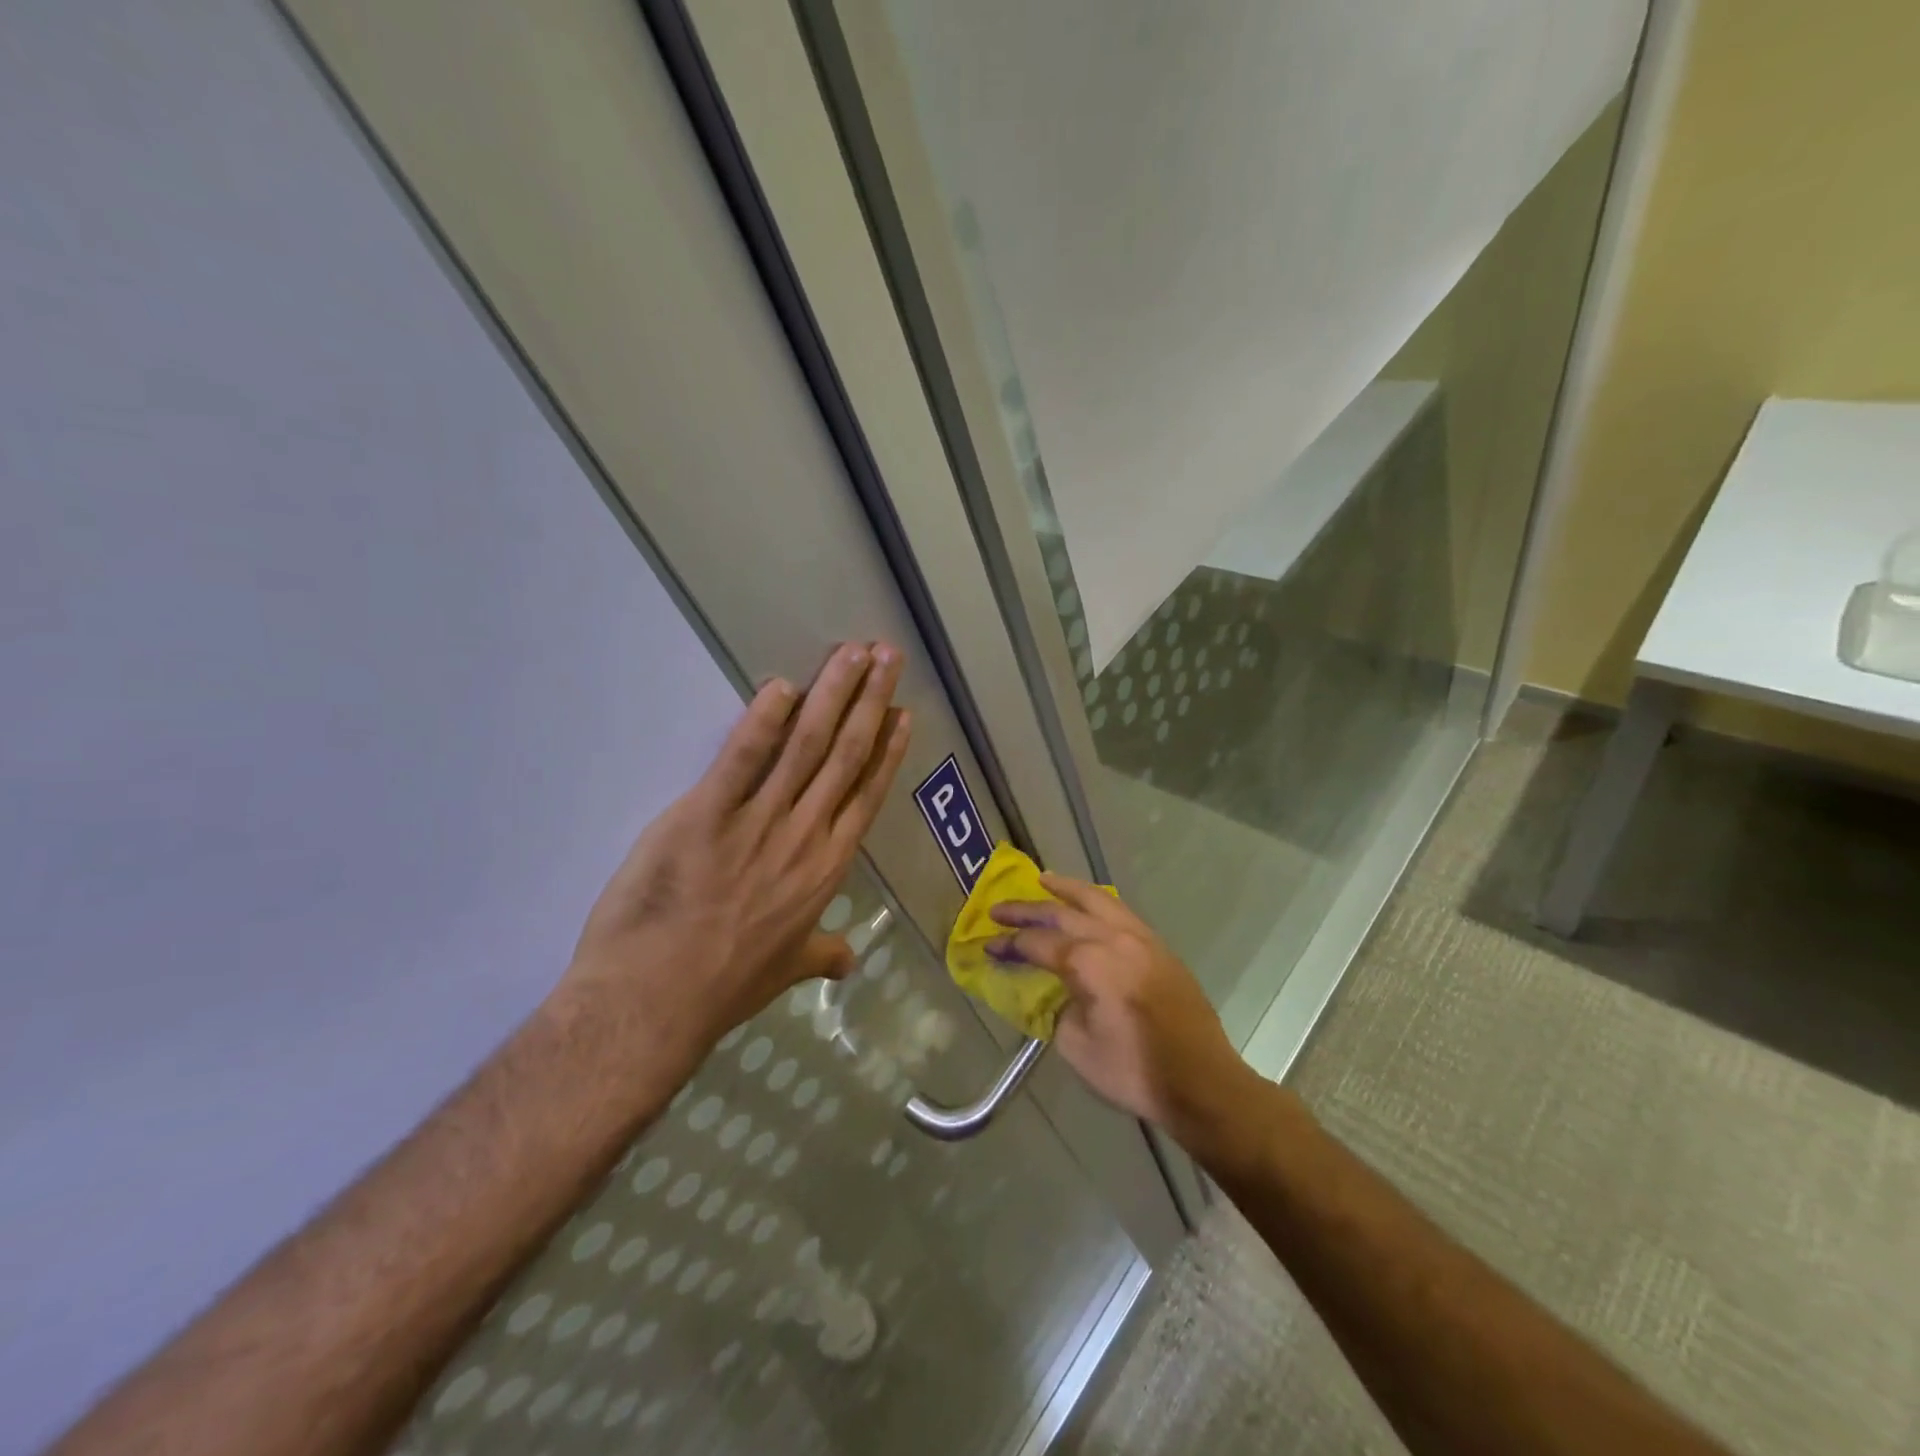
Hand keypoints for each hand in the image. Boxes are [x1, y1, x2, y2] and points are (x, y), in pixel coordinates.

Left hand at [560, 641, 910, 1070]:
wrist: (653, 1005)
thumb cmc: (722, 988)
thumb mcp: (785, 972)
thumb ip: (821, 954)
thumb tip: (849, 961)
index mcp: (826, 869)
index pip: (866, 794)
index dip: (887, 749)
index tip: (901, 712)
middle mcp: (804, 836)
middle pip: (845, 755)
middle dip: (869, 700)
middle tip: (887, 655)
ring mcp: (757, 824)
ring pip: (806, 746)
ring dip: (832, 695)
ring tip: (852, 653)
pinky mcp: (705, 815)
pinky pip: (741, 760)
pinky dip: (762, 720)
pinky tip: (780, 686)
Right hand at [988, 875, 1260, 1155]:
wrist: (1202, 1081)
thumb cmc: (1134, 1071)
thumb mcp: (1077, 1047)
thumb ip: (1058, 1009)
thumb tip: (1057, 991)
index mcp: (1089, 963)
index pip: (1038, 943)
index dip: (1010, 944)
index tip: (989, 946)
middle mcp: (1113, 938)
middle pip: (1062, 913)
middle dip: (1027, 909)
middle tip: (999, 909)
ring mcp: (1141, 938)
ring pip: (1097, 899)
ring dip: (1066, 890)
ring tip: (1043, 881)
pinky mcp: (1159, 946)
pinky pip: (1120, 911)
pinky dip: (1096, 901)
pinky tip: (1087, 905)